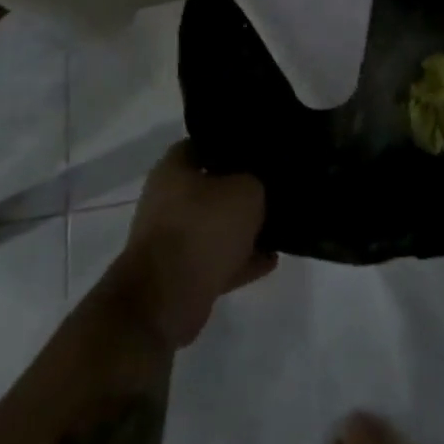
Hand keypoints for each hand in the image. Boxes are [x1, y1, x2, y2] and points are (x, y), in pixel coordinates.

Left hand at [103, 142, 275, 349]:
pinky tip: (271, 259)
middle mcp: (168, 200)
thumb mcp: (246, 190)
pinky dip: (240, 259)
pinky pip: (217, 259)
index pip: (206, 143)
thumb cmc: (202, 229)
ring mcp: (172, 239)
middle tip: (274, 186)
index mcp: (174, 169)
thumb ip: (258, 179)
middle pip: (211, 186)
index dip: (234, 144)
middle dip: (241, 188)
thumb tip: (260, 180)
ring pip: (215, 225)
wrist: (165, 301)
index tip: (261, 148)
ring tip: (278, 225)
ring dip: (243, 228)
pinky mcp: (180, 274)